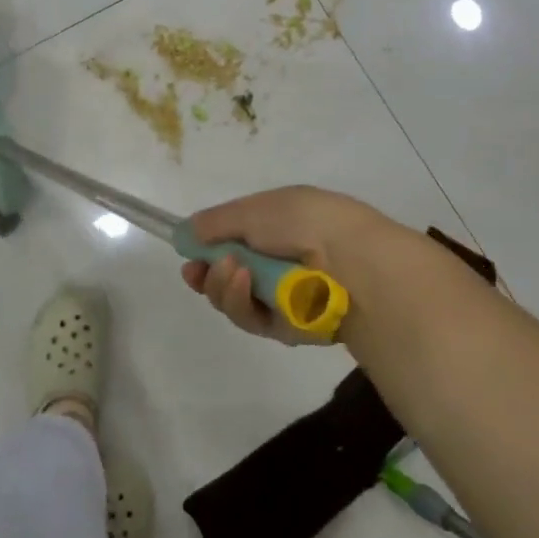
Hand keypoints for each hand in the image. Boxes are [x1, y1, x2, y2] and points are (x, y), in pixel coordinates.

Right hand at [180, 186, 430, 343]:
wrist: (351, 261)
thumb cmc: (303, 222)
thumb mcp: (254, 209)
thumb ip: (217, 222)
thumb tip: (187, 231)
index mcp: (275, 227)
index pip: (232, 242)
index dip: (206, 249)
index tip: (187, 254)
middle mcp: (276, 263)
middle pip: (226, 276)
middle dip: (207, 274)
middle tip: (197, 270)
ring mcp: (281, 297)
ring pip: (233, 301)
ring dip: (222, 286)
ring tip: (230, 270)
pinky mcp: (286, 327)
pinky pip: (250, 319)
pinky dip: (241, 301)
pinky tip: (243, 282)